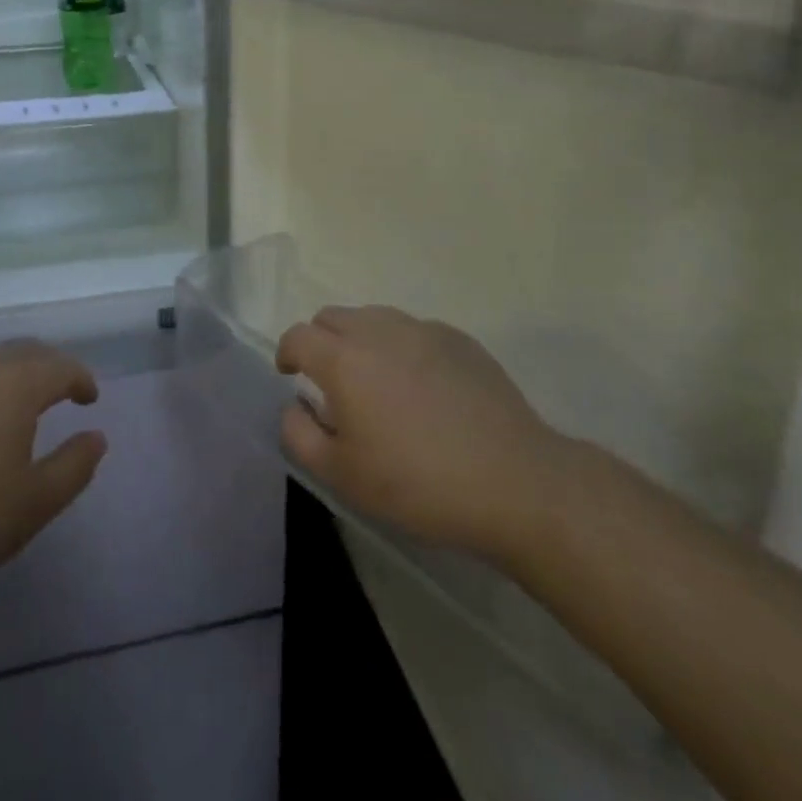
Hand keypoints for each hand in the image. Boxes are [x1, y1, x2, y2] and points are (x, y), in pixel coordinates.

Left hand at [0, 340, 107, 593]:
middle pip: (24, 352)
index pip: (62, 367)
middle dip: (47, 367)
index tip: (89, 398)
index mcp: (17, 385)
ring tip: (11, 404)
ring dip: (6, 375)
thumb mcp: (33, 503)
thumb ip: (73, 467)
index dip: (81, 379)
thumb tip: (96, 437)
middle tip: (57, 391)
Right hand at [275, 306, 567, 559]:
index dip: (287, 353)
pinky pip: (413, 330)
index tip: (290, 376)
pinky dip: (402, 348)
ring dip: (361, 340)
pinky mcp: (459, 339)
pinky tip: (423, 388)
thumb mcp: (342, 476)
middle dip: (321, 341)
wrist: (514, 481)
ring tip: (377, 383)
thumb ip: (299, 434)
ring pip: (374, 318)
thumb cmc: (418, 483)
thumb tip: (294, 404)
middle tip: (331, 382)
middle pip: (332, 317)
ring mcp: (423, 329)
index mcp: (344, 359)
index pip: (298, 335)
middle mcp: (379, 330)